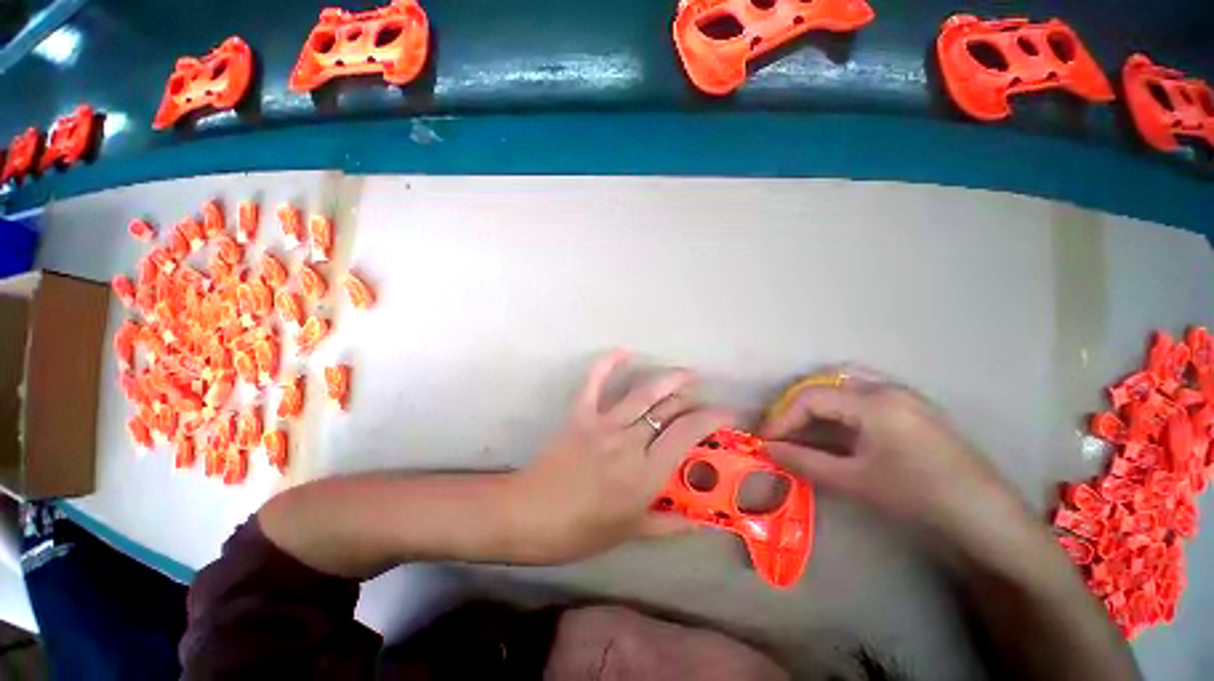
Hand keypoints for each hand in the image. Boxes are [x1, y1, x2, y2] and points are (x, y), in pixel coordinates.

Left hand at [503, 351, 733, 564]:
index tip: (728, 415)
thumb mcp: (631, 532)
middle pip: (670, 409)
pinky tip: (623, 352)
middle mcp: (630, 441)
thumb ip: (669, 524)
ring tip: (687, 373)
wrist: (529, 515)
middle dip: (694, 401)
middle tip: (704, 402)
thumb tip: (702, 523)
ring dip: (669, 378)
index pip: (689, 433)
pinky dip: (608, 364)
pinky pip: (595, 382)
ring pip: (644, 392)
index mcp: (646, 472)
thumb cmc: (581, 530)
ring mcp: (604, 423)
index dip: (713, 418)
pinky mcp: (581, 413)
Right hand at [759, 371, 1027, 546]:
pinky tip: (835, 425)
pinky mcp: (912, 407)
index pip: (811, 397)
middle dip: (796, 403)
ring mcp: (903, 394)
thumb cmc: (917, 497)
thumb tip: (767, 449)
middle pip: (825, 381)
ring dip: (817, 399)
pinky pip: (863, 392)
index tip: (765, 439)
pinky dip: (838, 403)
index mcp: (873, 402)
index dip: (781, 417)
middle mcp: (886, 387)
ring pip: (845, 381)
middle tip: (782, 428)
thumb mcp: (854, 480)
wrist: (985, 519)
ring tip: (801, 423)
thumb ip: (804, 461)